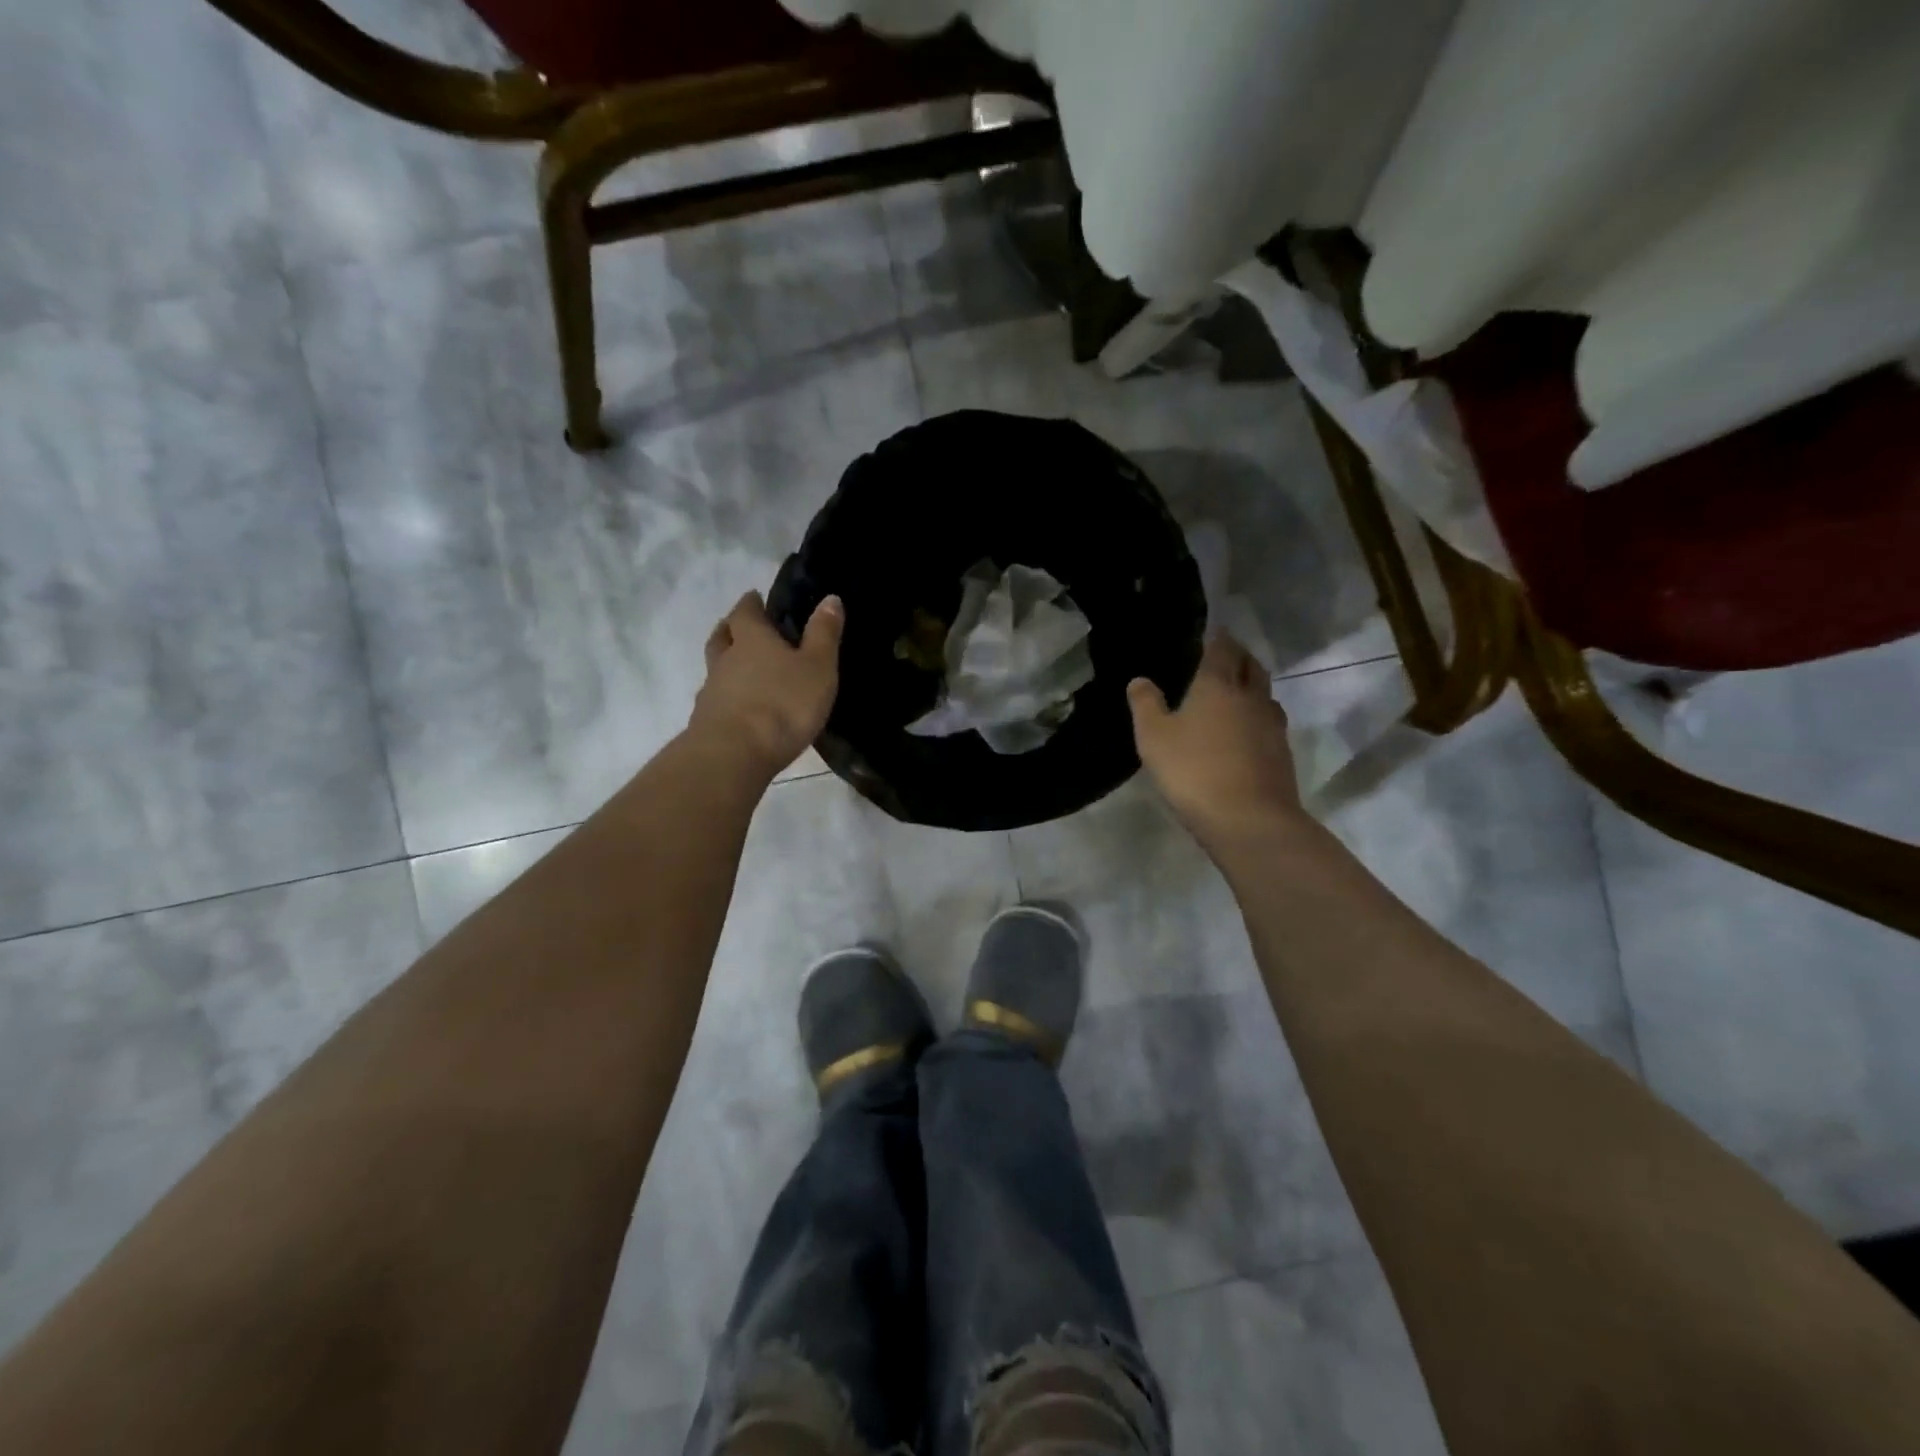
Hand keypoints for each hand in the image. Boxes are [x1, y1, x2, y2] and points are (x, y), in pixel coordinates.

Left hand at [689, 591, 843, 777]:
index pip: (745, 612)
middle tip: (740, 627)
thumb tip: (830, 597)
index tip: (755, 597)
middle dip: (731, 628)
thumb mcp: (817, 667)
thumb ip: (823, 633)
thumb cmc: (783, 704)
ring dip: (726, 664)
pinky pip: (716, 699)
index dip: (751, 603)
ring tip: (742, 670)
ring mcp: (711, 691)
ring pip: (715, 668)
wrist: (734, 755)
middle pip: (722, 636)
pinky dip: (726, 696)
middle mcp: (725, 659)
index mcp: (752, 639)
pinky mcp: (706, 722)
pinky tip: (739, 707)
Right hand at [1128, 634, 1303, 844]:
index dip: (1218, 637)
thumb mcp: (1154, 737)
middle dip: (1240, 655)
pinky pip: (1269, 722)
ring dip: (1253, 685)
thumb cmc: (1193, 771)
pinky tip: (1246, 729)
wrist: (1249, 819)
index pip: (1222, 649)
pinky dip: (1258, 716)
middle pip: (1251, 666)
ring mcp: (1271, 726)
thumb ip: (1146, 705)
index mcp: (1217, 686)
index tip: (1213, 630)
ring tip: (1237, 689)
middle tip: (1226, 653)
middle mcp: (1250, 698)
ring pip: (1265, 694)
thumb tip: (1140, 680)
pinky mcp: (1281, 753)